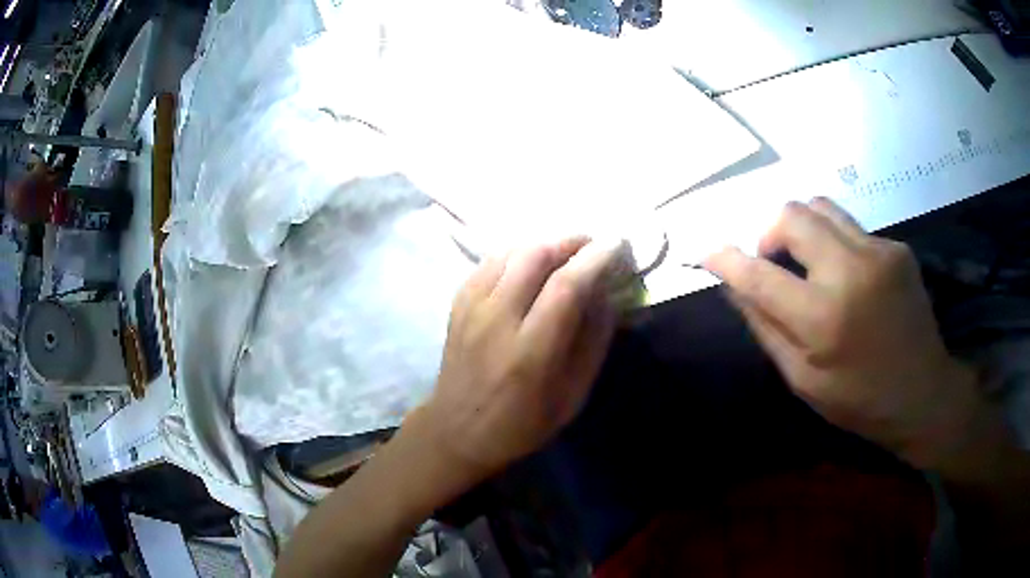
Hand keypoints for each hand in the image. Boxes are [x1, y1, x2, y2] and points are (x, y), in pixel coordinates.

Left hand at [419, 238, 620, 486]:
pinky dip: (517, 253)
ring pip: (509, 251)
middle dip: (570, 241)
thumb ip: (592, 342)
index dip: (595, 259)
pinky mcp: (457, 304)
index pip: (566, 287)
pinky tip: (531, 264)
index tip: (617, 244)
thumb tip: (605, 293)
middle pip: (534, 256)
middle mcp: (496, 321)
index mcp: (529, 353)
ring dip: (544, 243)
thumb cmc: (522, 424)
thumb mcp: (572, 397)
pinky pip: (489, 261)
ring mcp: (471, 309)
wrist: (457, 431)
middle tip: (593, 245)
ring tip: (566, 253)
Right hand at [704, 198, 980, 467]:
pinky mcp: (896, 246)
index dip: (726, 259)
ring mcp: (878, 252)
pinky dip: (834, 242)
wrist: (923, 393)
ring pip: (820, 206)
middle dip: (769, 233)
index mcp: (823, 319)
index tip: (707, 252)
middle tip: (773, 262)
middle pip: (791, 215)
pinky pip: (850, 226)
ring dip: (801, 228)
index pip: (759, 275)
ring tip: (808, 261)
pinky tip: (847, 275)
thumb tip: (734, 286)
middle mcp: (850, 271)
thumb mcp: (803, 380)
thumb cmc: (859, 400)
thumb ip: (767, 328)